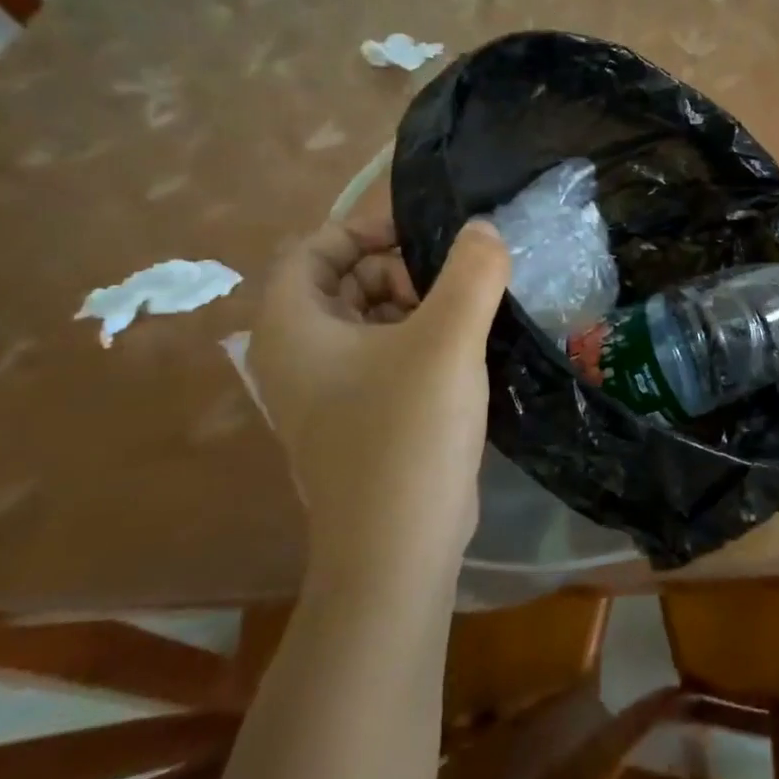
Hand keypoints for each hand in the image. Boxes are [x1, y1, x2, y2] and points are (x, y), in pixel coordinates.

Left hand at [251, 208, 509, 582]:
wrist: (398, 550)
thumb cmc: (408, 433)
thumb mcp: (447, 340)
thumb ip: (471, 272)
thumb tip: (484, 228)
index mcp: (294, 328)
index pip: (313, 247)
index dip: (365, 228)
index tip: (424, 230)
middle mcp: (299, 356)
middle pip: (343, 281)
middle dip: (399, 268)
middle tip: (456, 278)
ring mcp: (327, 393)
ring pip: (369, 320)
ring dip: (417, 305)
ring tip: (470, 312)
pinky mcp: (359, 419)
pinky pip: (384, 356)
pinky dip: (420, 340)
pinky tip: (466, 349)